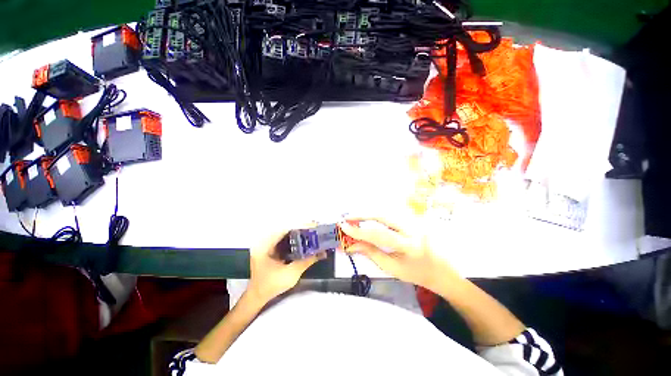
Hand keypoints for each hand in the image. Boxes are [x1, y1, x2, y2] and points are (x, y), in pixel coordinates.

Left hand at [247, 227, 325, 302]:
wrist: (256, 297)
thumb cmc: (271, 286)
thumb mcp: (291, 274)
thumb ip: (307, 261)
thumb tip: (322, 252)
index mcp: (265, 244)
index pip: (286, 229)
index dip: (301, 226)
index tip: (315, 226)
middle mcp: (264, 240)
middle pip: (286, 228)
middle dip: (302, 228)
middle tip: (316, 229)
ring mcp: (266, 243)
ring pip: (285, 233)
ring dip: (299, 233)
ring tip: (312, 233)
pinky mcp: (269, 247)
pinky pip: (283, 239)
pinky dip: (294, 238)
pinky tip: (303, 241)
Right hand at [339, 219, 457, 290]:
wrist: (442, 270)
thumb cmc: (416, 273)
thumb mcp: (392, 267)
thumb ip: (371, 253)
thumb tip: (351, 245)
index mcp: (409, 246)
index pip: (379, 235)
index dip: (359, 231)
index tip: (344, 227)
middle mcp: (413, 229)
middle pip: (384, 216)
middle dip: (363, 215)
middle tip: (348, 218)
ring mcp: (415, 221)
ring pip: (387, 212)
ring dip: (369, 214)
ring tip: (355, 219)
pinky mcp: (415, 218)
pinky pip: (392, 214)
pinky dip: (378, 215)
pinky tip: (369, 218)